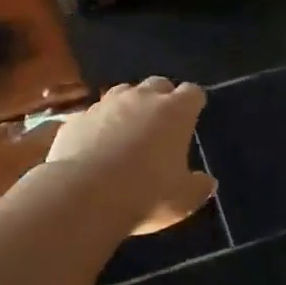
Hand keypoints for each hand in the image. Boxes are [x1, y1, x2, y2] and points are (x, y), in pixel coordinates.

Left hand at [47, 78, 216, 234]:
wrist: (85, 195)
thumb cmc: (146, 194)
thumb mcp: (183, 199)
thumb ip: (198, 187)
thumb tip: (207, 182)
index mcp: (175, 111)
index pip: (192, 93)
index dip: (193, 103)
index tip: (193, 114)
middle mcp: (142, 98)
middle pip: (158, 84)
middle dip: (162, 98)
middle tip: (162, 122)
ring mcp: (106, 104)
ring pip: (123, 93)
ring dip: (129, 106)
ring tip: (128, 131)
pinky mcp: (78, 118)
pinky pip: (94, 115)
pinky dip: (99, 125)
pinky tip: (96, 146)